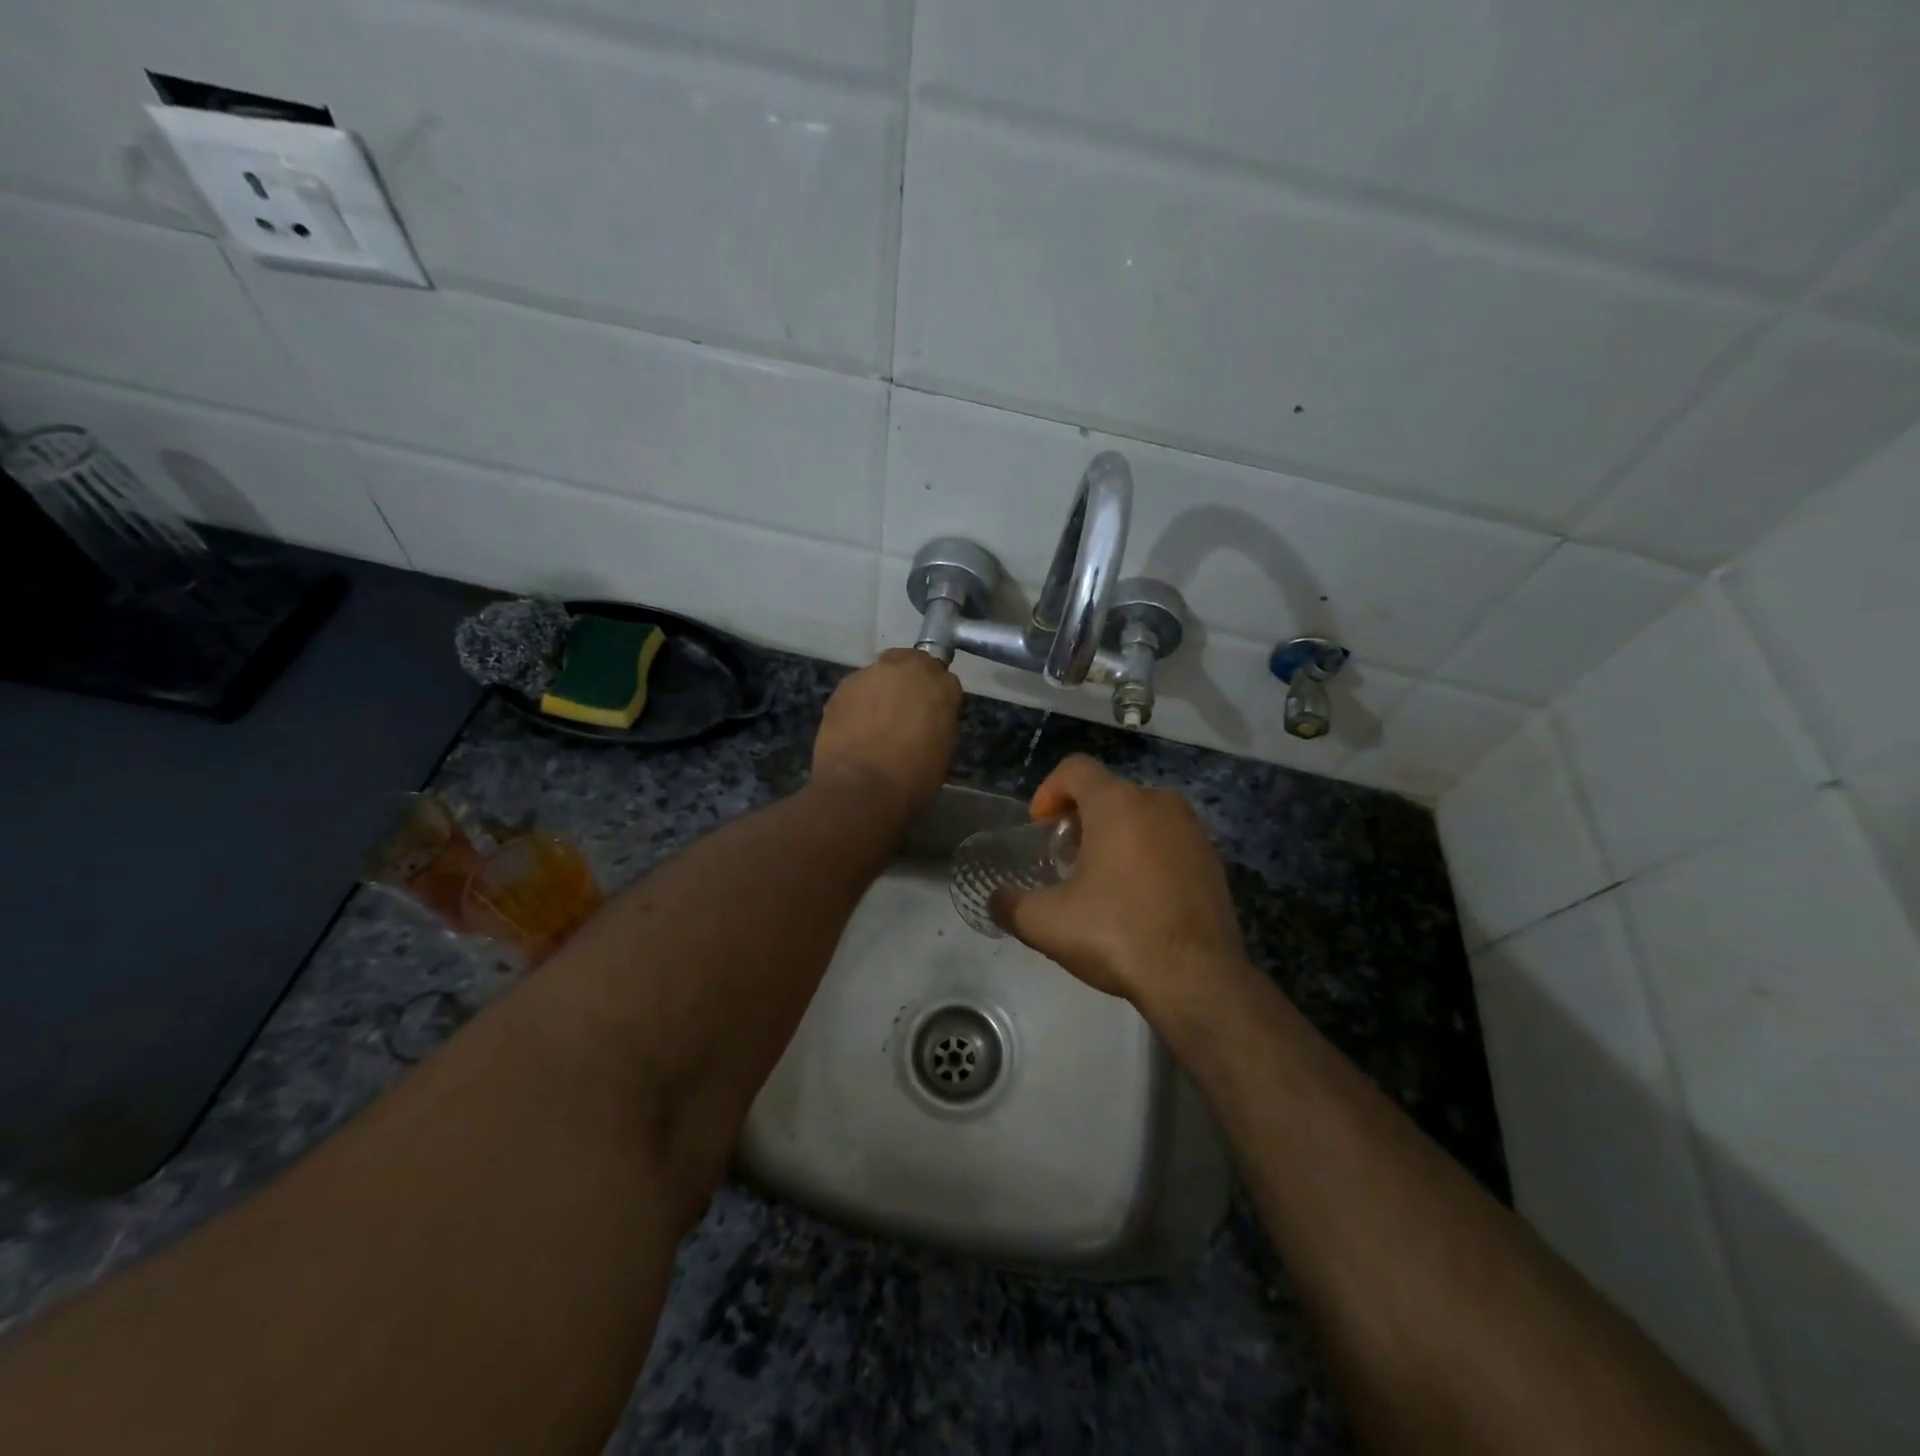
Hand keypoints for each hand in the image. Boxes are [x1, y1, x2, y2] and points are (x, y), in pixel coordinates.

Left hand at [812, 649, 961, 822]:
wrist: (861, 787)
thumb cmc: (913, 777)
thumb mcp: (943, 748)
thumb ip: (938, 719)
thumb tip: (927, 715)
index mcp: (941, 685)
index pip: (943, 678)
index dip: (934, 696)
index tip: (929, 714)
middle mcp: (906, 668)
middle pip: (909, 664)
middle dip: (907, 682)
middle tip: (902, 711)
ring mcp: (870, 674)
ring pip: (879, 675)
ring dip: (879, 692)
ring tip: (873, 723)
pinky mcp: (841, 687)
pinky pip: (855, 691)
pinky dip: (856, 704)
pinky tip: (854, 729)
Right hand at [997, 756, 1246, 1011]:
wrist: (1197, 979)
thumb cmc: (1117, 934)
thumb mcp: (1045, 923)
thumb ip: (1010, 903)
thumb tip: (996, 899)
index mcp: (1118, 803)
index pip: (1075, 768)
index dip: (1048, 791)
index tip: (1040, 827)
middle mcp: (1159, 802)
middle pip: (1108, 792)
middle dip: (1080, 818)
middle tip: (1065, 857)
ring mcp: (1192, 830)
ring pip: (1141, 815)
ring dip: (1115, 835)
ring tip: (1100, 879)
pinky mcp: (1212, 859)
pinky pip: (1168, 840)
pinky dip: (1146, 853)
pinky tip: (1137, 897)